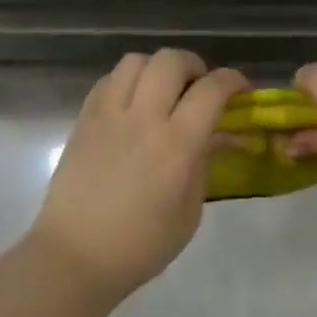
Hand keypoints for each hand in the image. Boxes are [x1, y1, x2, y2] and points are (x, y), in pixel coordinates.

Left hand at [28, 50, 247, 300]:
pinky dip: (127, 82)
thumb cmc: (141, 245)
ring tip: (163, 92)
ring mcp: (108, 116)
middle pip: (171, 60)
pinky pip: (107, 81)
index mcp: (177, 144)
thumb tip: (212, 137)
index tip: (241, 89)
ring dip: (157, 69)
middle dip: (194, 66)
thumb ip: (203, 166)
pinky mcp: (83, 121)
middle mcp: (143, 118)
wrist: (76, 257)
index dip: (233, 80)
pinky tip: (132, 105)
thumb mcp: (190, 212)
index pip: (211, 90)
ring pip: (135, 61)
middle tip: (199, 88)